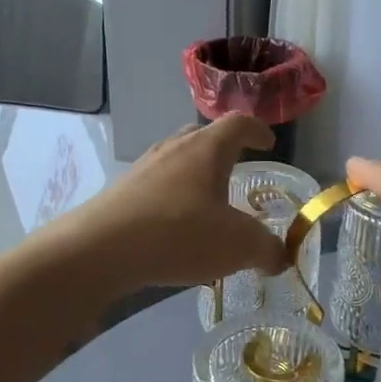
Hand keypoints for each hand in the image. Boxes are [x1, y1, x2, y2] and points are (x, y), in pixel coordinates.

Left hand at [55, 116, 290, 291]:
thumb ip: (266, 250)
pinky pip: (156, 186)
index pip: (238, 124)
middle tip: (238, 170)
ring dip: (195, 177)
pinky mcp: (121, 192)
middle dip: (224, 150)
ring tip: (207, 205)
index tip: (269, 143)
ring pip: (177, 162)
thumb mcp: (238, 245)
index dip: (257, 130)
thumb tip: (280, 258)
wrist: (99, 249)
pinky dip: (173, 199)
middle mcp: (173, 149)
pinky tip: (175, 229)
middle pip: (203, 136)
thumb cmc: (179, 234)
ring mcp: (143, 169)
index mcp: (206, 149)